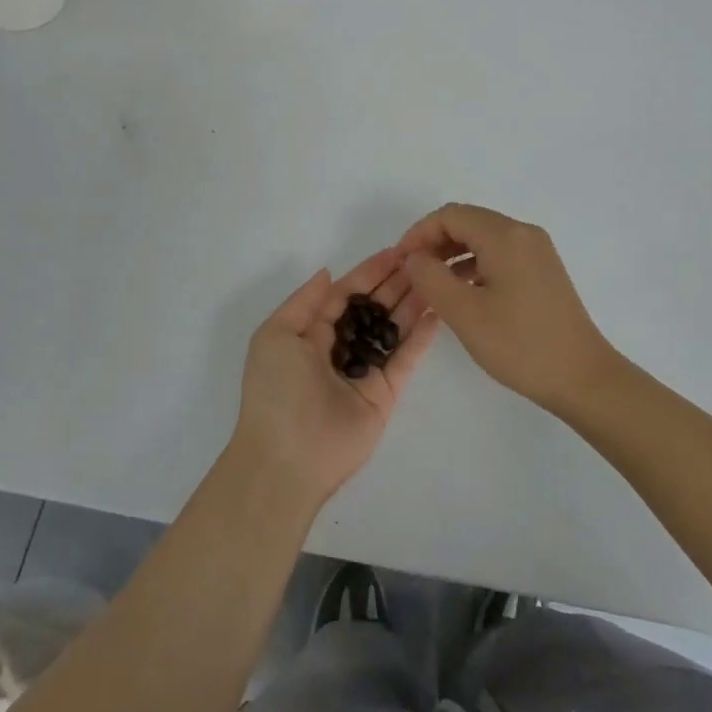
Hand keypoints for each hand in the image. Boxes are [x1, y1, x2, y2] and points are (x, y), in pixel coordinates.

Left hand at [230, 249, 440, 509]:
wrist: (286, 460)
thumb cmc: (276, 390)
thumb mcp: (275, 336)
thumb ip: (305, 301)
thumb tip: (328, 272)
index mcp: (311, 333)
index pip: (346, 294)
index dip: (369, 272)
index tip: (396, 251)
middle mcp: (339, 348)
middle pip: (373, 308)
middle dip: (395, 283)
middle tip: (425, 260)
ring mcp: (364, 371)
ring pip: (392, 329)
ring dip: (411, 303)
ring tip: (435, 278)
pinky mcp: (384, 394)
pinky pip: (404, 359)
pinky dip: (420, 337)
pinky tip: (436, 312)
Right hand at [397, 204, 616, 412]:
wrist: (582, 377)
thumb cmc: (520, 344)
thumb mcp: (464, 313)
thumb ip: (430, 278)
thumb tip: (414, 257)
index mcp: (505, 235)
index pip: (450, 215)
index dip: (419, 233)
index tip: (400, 262)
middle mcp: (523, 233)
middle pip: (468, 222)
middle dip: (434, 242)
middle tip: (412, 273)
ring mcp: (536, 251)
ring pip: (483, 238)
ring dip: (453, 254)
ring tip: (431, 285)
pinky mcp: (542, 270)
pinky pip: (500, 254)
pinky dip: (474, 265)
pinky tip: (462, 293)